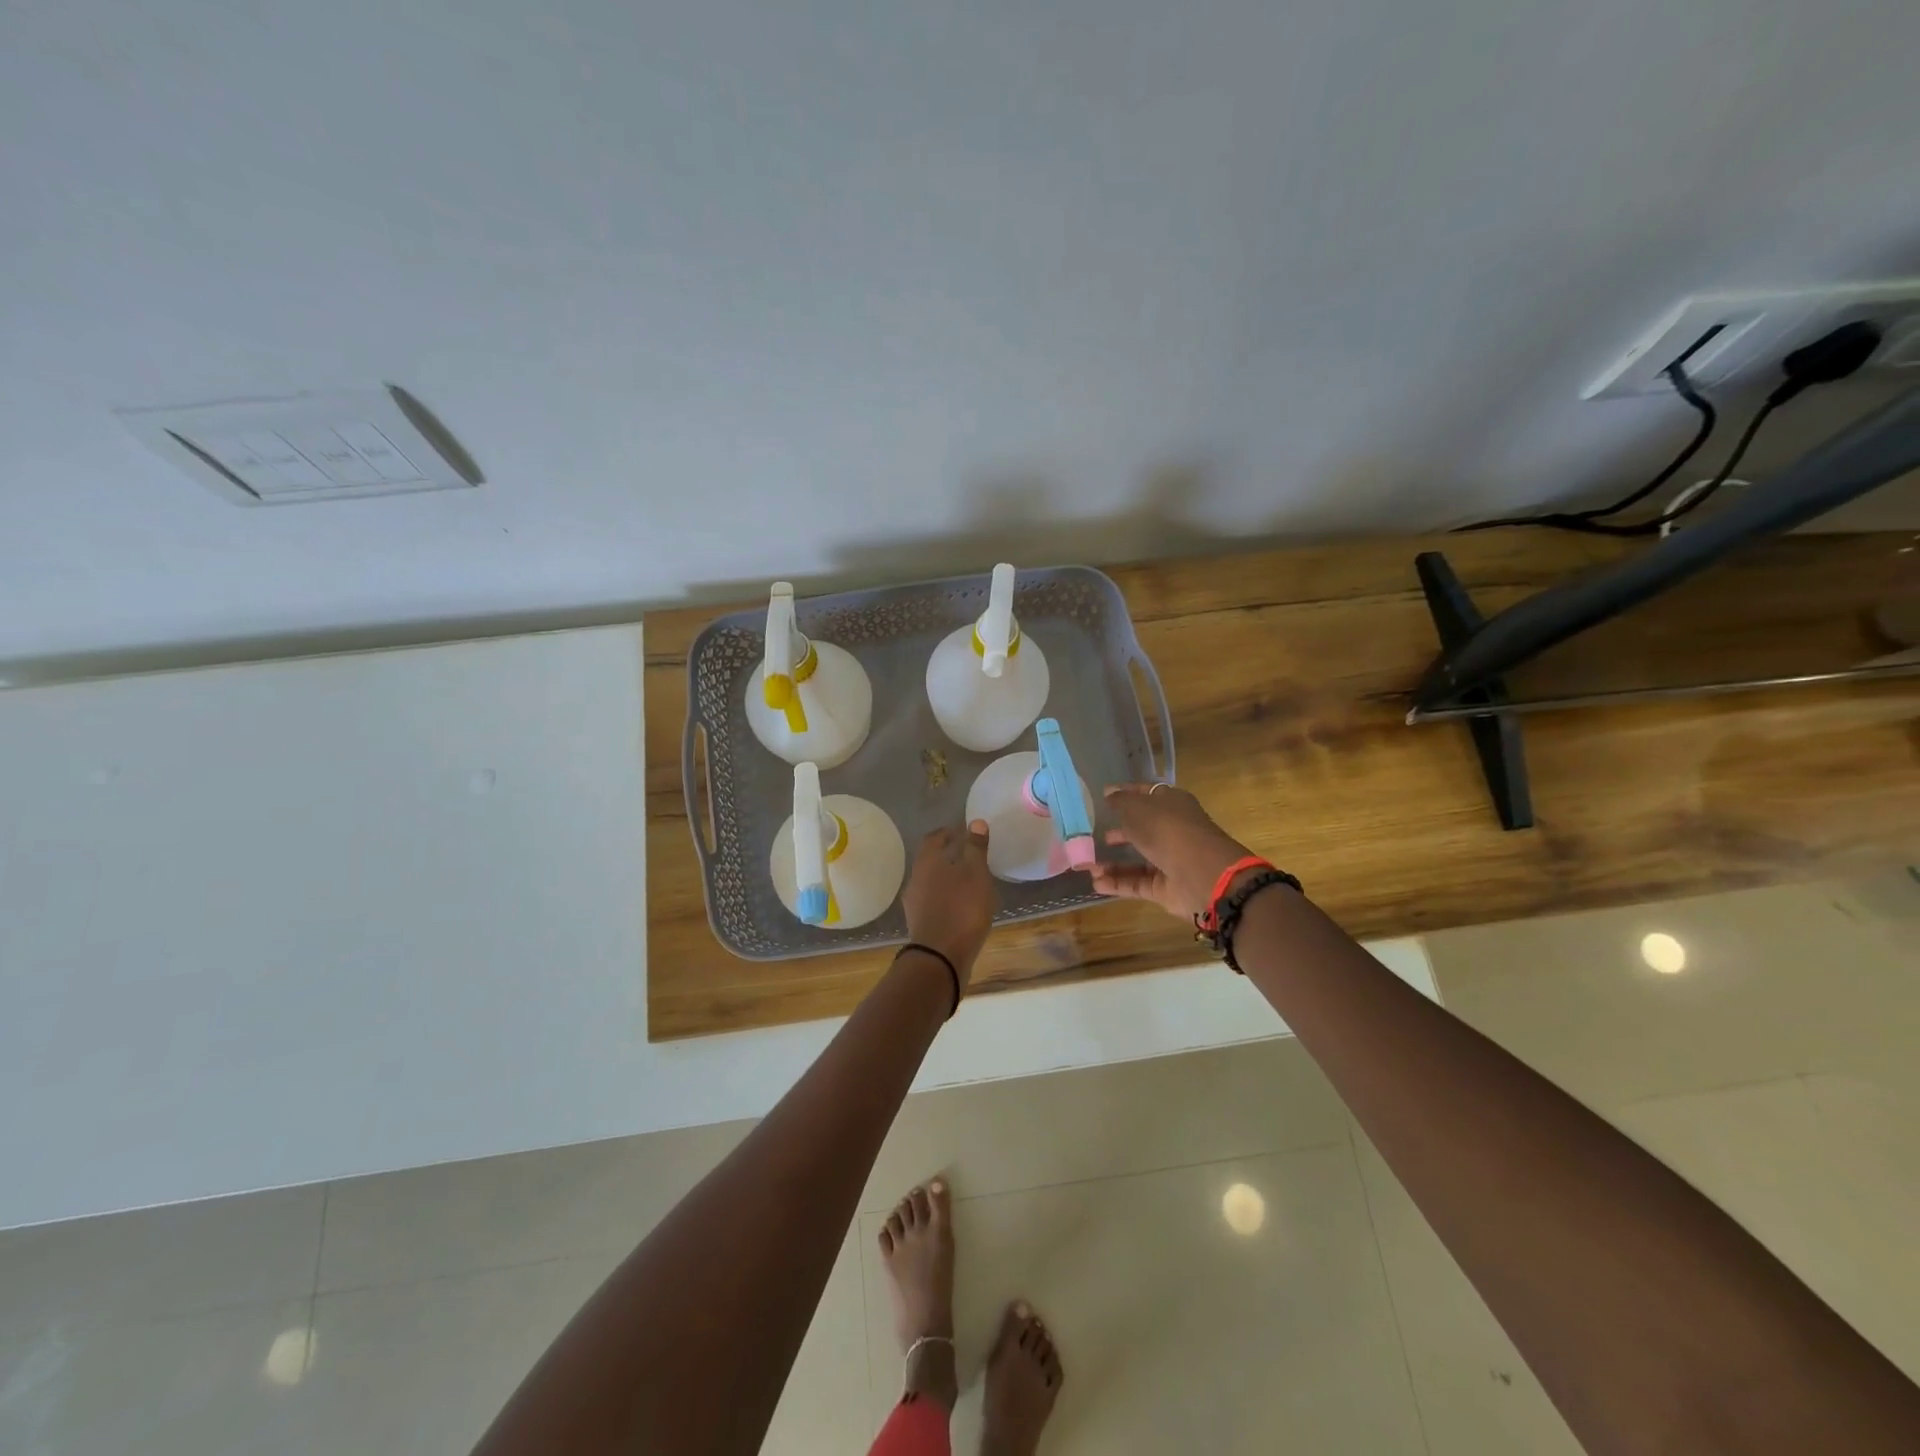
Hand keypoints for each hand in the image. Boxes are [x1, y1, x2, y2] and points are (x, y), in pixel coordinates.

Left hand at [900, 820, 996, 991]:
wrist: (940, 957)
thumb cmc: (961, 908)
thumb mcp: (976, 874)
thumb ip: (976, 848)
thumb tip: (975, 822)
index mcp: (927, 862)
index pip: (933, 838)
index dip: (948, 832)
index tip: (962, 831)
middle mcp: (916, 879)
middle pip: (931, 861)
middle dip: (949, 856)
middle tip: (969, 855)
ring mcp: (915, 904)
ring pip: (932, 883)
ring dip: (948, 879)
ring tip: (971, 882)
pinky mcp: (921, 924)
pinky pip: (934, 903)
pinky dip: (948, 898)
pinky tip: (964, 907)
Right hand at [1090, 783, 1253, 921]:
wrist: (1203, 876)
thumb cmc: (1169, 830)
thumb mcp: (1138, 808)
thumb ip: (1120, 801)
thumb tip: (1109, 794)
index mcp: (1172, 804)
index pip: (1146, 794)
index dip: (1125, 793)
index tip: (1102, 796)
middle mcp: (1171, 830)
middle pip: (1141, 829)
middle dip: (1118, 831)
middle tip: (1091, 833)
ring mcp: (1169, 860)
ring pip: (1136, 859)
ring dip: (1111, 862)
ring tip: (1085, 863)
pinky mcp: (1164, 887)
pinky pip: (1136, 883)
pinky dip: (1116, 883)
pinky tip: (1095, 882)